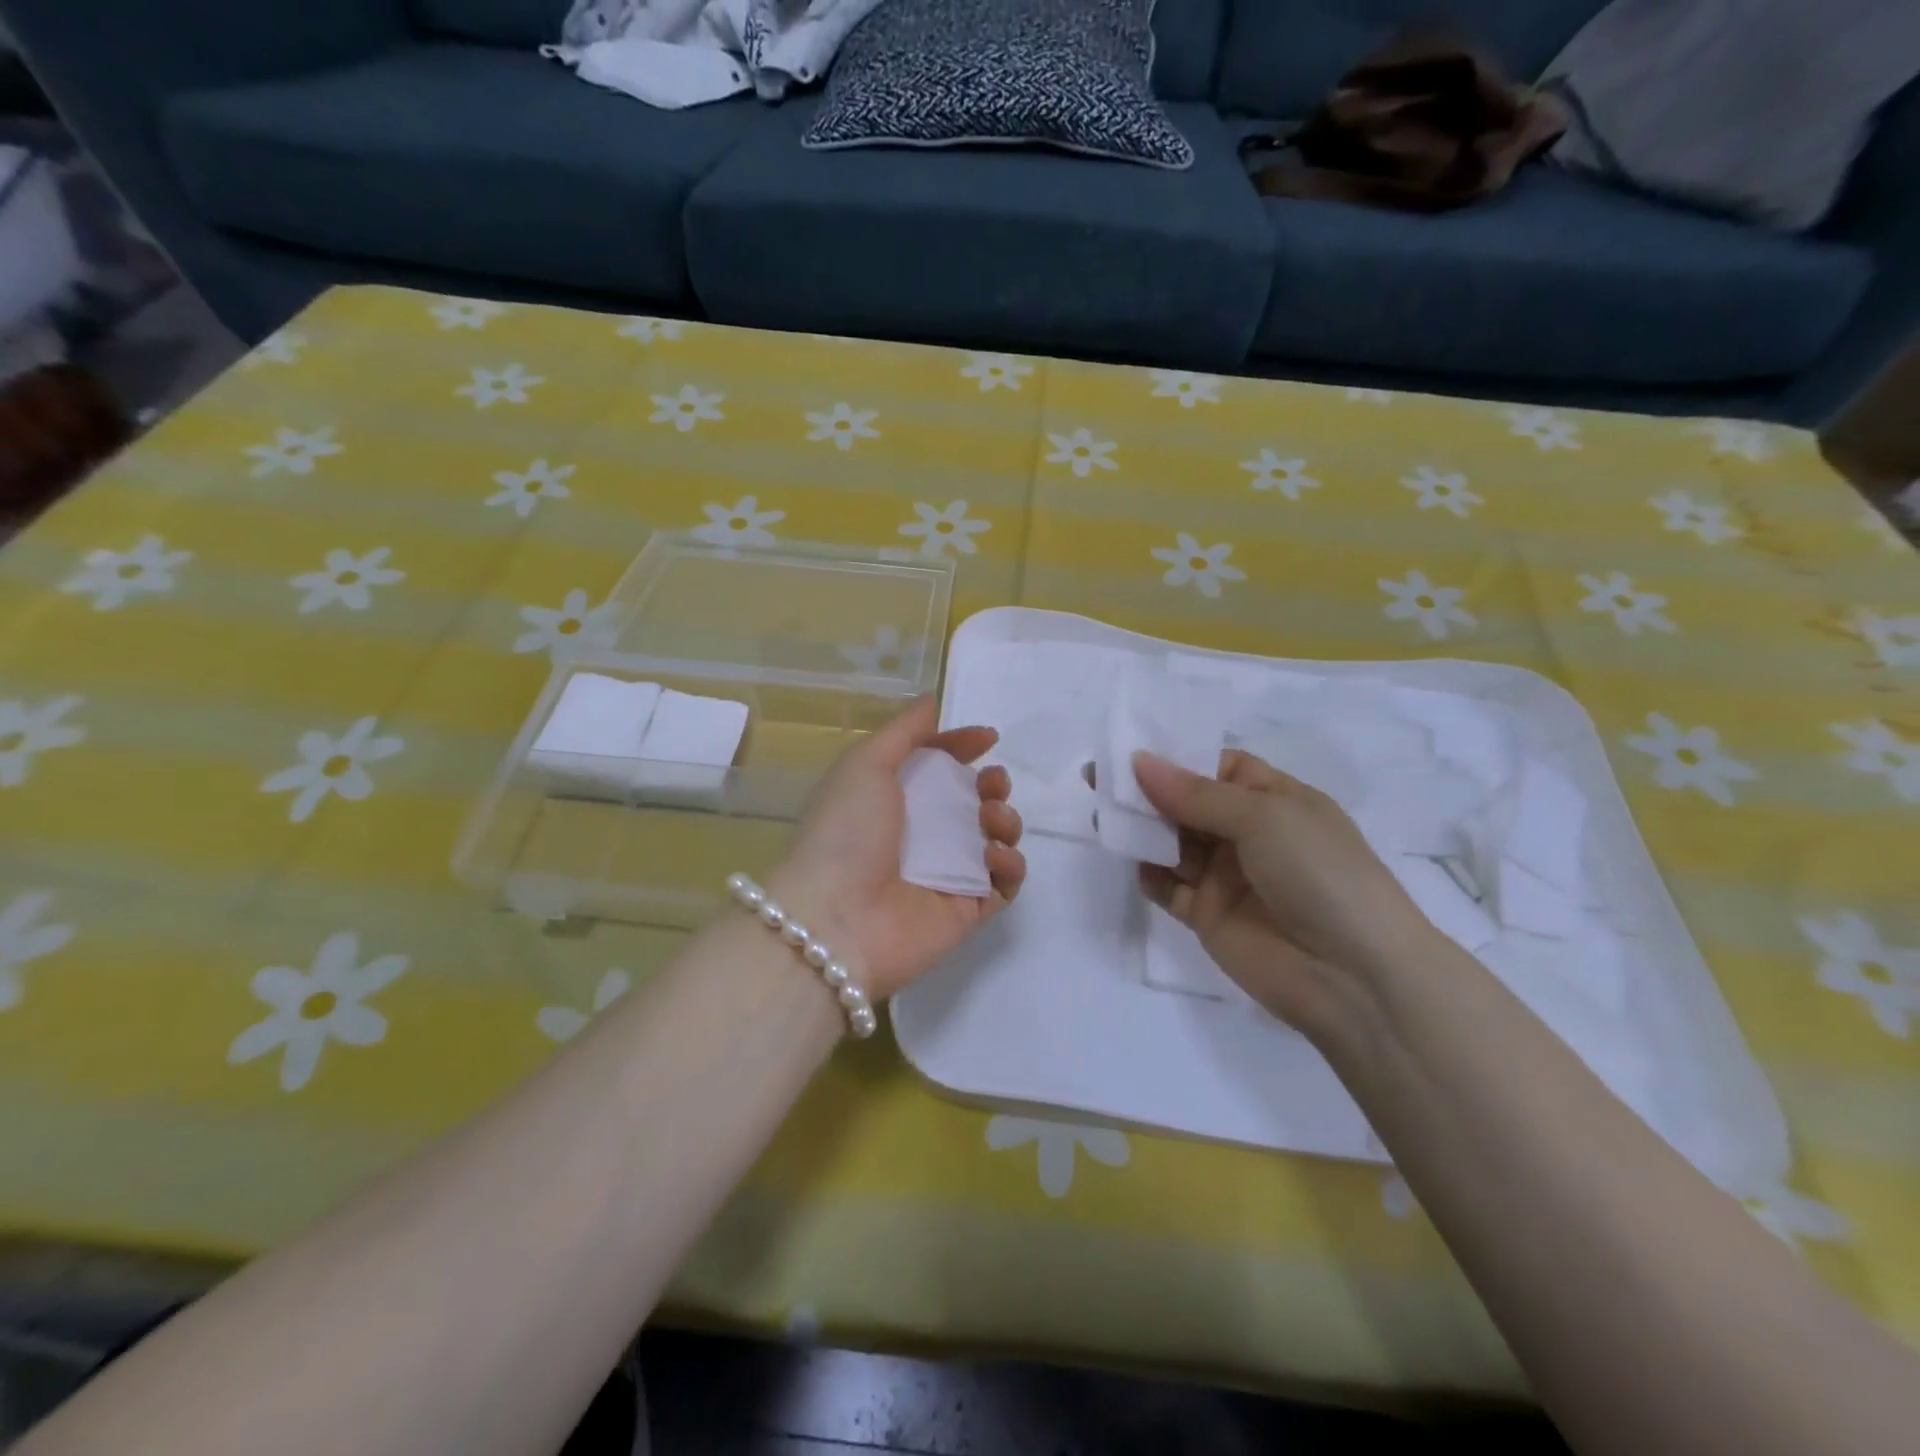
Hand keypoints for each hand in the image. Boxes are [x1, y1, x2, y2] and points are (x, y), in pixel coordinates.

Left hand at [769, 697, 1025, 999]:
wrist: (836, 919)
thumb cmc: (847, 832)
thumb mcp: (865, 764)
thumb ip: (903, 731)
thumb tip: (933, 702)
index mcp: (895, 800)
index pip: (939, 767)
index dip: (962, 748)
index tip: (987, 739)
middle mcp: (922, 836)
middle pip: (973, 803)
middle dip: (993, 785)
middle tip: (992, 784)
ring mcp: (946, 875)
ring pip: (995, 840)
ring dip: (1006, 820)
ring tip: (991, 818)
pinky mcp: (966, 911)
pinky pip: (1003, 884)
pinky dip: (1009, 866)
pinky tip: (992, 857)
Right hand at [1131, 750, 1433, 1030]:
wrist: (1352, 976)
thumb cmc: (1319, 874)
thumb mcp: (1264, 817)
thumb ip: (1195, 794)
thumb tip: (1139, 762)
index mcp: (1274, 799)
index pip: (1217, 766)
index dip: (1176, 757)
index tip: (1128, 749)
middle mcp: (1248, 833)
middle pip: (1187, 803)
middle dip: (1146, 791)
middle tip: (1097, 780)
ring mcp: (1227, 876)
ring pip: (1173, 843)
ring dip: (1142, 830)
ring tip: (1106, 818)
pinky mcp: (1209, 916)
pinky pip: (1169, 888)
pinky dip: (1150, 874)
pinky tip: (1138, 865)